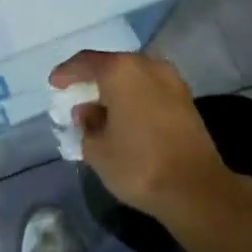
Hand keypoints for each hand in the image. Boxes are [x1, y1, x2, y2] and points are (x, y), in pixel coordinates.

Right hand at [49, 50, 233, 223]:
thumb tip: (87, 112)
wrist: (196, 189)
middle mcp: (147, 65)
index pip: (85, 62)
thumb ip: (86, 125)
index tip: (55, 84)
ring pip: (133, 76)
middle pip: (112, 65)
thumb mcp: (97, 150)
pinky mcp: (185, 98)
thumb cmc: (139, 165)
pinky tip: (125, 116)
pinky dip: (134, 97)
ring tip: (101, 110)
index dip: (67, 73)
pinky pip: (150, 89)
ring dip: (115, 89)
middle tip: (77, 96)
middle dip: (93, 80)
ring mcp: (171, 80)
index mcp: (120, 70)